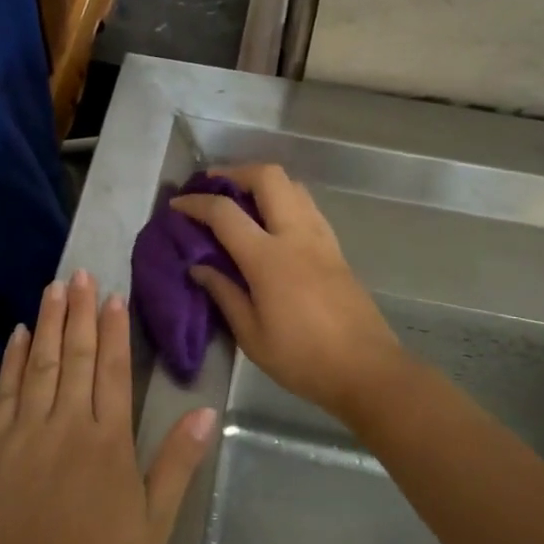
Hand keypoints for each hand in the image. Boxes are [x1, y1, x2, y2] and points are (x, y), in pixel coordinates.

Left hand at [0, 270, 215, 543]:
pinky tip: (20, 334)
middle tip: (80, 273)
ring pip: (41, 364)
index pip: (114, 369)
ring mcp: (26, 432)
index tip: (113, 295)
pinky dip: (13, 359)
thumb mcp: (154, 522)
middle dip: (80, 311)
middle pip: (77, 355)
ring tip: (54, 287)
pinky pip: (5, 392)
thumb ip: (177, 462)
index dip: (115, 329)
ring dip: (50, 322)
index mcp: (108, 440)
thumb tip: (206, 410)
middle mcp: (67, 424)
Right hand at [172, 164, 401, 418]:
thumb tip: (199, 268)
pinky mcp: (336, 249)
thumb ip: (224, 294)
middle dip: (236, 173)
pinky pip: (307, 207)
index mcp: (269, 258)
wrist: (367, 370)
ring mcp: (321, 239)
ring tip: (241, 201)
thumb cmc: (302, 358)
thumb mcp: (251, 335)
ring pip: (293, 186)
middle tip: (213, 187)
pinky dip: (284, 200)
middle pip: (268, 177)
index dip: (196, 203)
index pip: (225, 213)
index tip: (177, 205)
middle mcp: (296, 236)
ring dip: (263, 183)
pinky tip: (271, 224)